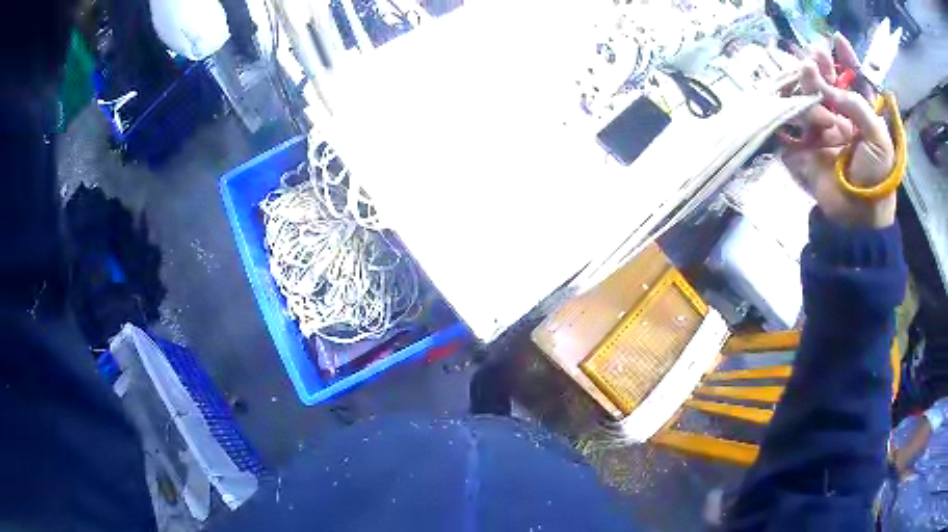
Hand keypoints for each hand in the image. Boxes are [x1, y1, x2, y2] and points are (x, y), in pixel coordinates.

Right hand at [781, 33, 896, 228]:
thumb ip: (858, 106)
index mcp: (860, 114)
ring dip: (807, 81)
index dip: (845, 59)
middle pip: (826, 82)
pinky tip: (789, 91)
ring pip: (808, 95)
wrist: (857, 216)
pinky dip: (789, 104)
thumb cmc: (876, 177)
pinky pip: (793, 119)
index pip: (851, 80)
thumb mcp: (879, 140)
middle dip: (820, 65)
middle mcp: (840, 116)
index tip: (836, 40)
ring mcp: (821, 129)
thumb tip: (830, 88)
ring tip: (806, 70)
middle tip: (814, 54)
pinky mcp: (805, 143)